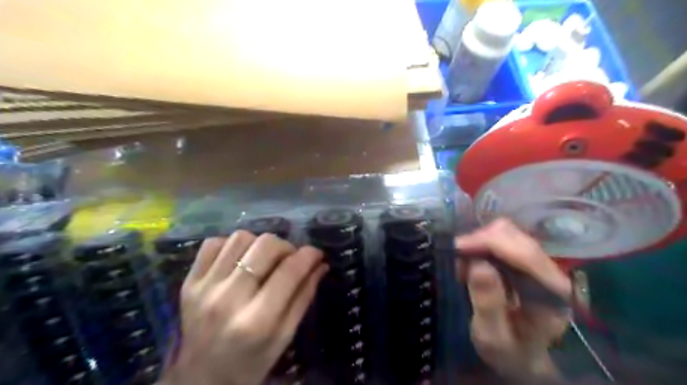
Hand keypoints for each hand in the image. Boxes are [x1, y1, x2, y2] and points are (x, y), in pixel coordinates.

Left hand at [160, 230, 327, 384]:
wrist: (200, 380)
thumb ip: (304, 297)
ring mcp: (204, 288)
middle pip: (265, 245)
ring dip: (259, 244)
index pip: (289, 271)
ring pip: (240, 238)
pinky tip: (239, 260)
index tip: (317, 254)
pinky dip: (231, 245)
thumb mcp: (285, 337)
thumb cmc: (251, 363)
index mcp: (257, 320)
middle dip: (286, 247)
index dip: (309, 255)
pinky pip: (213, 243)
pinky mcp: (189, 282)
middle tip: (289, 259)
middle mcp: (228, 299)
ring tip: (264, 260)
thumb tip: (321, 265)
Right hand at [455, 220, 571, 381]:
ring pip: (508, 233)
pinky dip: (481, 244)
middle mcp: (551, 272)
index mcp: (551, 293)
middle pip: (515, 236)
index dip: (488, 243)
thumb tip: (477, 264)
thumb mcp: (492, 337)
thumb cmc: (508, 352)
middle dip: (480, 240)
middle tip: (455, 256)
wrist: (523, 357)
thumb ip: (487, 304)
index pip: (524, 254)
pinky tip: (471, 261)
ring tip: (463, 262)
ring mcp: (539, 264)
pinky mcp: (526, 261)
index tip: (457, 247)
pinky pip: (502, 239)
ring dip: (479, 241)